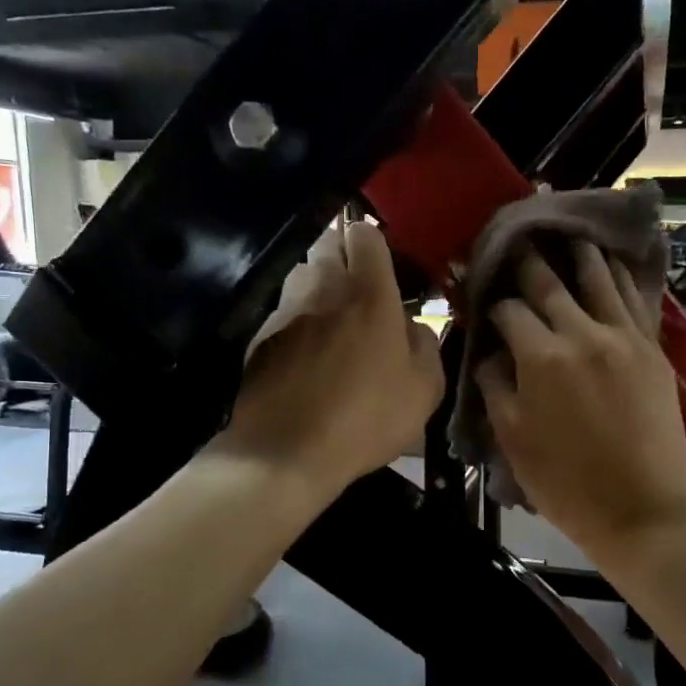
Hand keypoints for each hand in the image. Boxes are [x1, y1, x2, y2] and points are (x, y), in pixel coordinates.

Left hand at [219, 221, 443, 502]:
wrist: (287, 452)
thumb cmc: (366, 418)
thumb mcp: (424, 389)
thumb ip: (425, 344)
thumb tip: (412, 325)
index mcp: (369, 294)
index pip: (365, 234)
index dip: (374, 243)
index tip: (384, 268)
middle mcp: (323, 289)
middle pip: (327, 243)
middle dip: (344, 256)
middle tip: (361, 290)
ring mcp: (285, 310)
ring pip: (301, 273)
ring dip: (318, 285)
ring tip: (332, 320)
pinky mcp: (260, 337)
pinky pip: (283, 310)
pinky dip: (297, 320)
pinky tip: (306, 356)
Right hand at [476, 242, 685, 556]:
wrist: (642, 510)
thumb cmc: (567, 484)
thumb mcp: (513, 440)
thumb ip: (495, 387)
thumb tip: (490, 352)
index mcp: (541, 358)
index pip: (509, 311)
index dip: (491, 301)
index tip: (482, 294)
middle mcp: (582, 334)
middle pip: (549, 283)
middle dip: (528, 260)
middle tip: (518, 237)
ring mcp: (623, 337)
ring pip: (598, 278)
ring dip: (579, 252)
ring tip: (568, 231)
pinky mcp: (652, 349)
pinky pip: (633, 299)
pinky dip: (620, 274)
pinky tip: (613, 260)